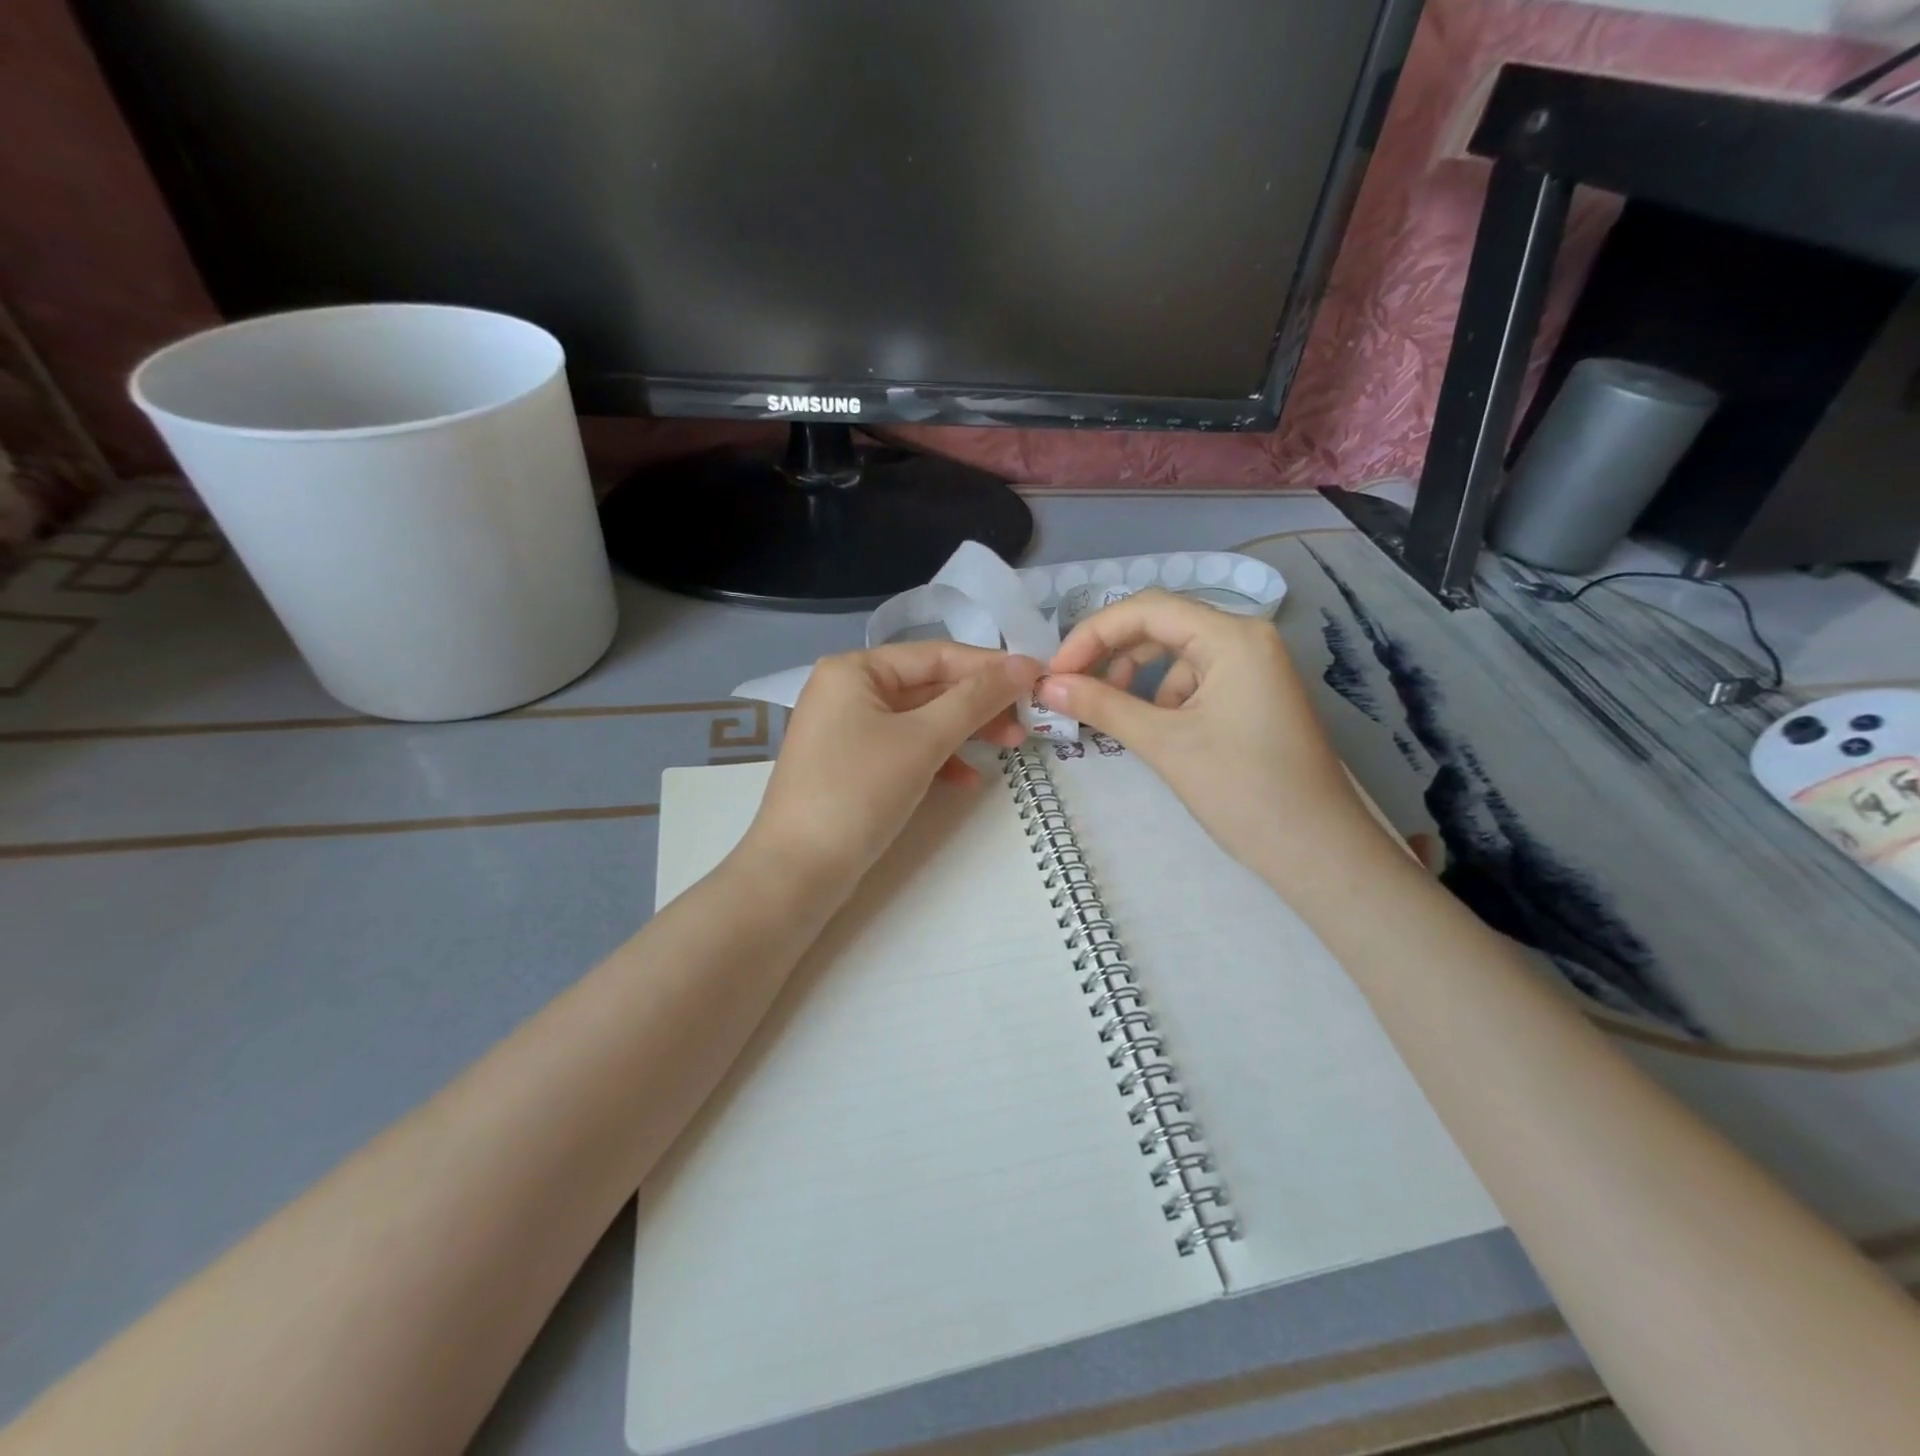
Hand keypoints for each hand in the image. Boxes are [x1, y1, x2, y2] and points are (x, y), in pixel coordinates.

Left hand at [743, 642, 1042, 891]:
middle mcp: (848, 690)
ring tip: (1011, 747)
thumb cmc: (858, 792)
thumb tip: (1023, 665)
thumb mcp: (922, 740)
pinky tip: (967, 779)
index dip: (989, 666)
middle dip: (979, 704)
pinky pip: (905, 748)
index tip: (1038, 679)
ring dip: (965, 732)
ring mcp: (847, 730)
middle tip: (1027, 723)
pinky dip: (938, 758)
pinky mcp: (852, 765)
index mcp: (855, 670)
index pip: (935, 655)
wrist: (797, 872)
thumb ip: (975, 699)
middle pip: (928, 686)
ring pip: (920, 719)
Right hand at [1037, 591, 1380, 883]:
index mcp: (1232, 636)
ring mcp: (1253, 667)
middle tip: (1070, 689)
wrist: (1318, 852)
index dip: (1092, 634)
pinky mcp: (1252, 696)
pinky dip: (1161, 696)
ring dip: (1135, 676)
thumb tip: (1045, 686)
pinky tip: (1151, 728)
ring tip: (1109, 713)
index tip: (1054, 672)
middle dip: (1111, 653)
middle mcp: (1246, 638)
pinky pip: (1194, 679)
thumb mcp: (1164, 744)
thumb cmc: (1243, 791)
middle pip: (1161, 625)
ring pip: (1176, 653)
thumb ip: (1102, 706)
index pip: (1146, 609)